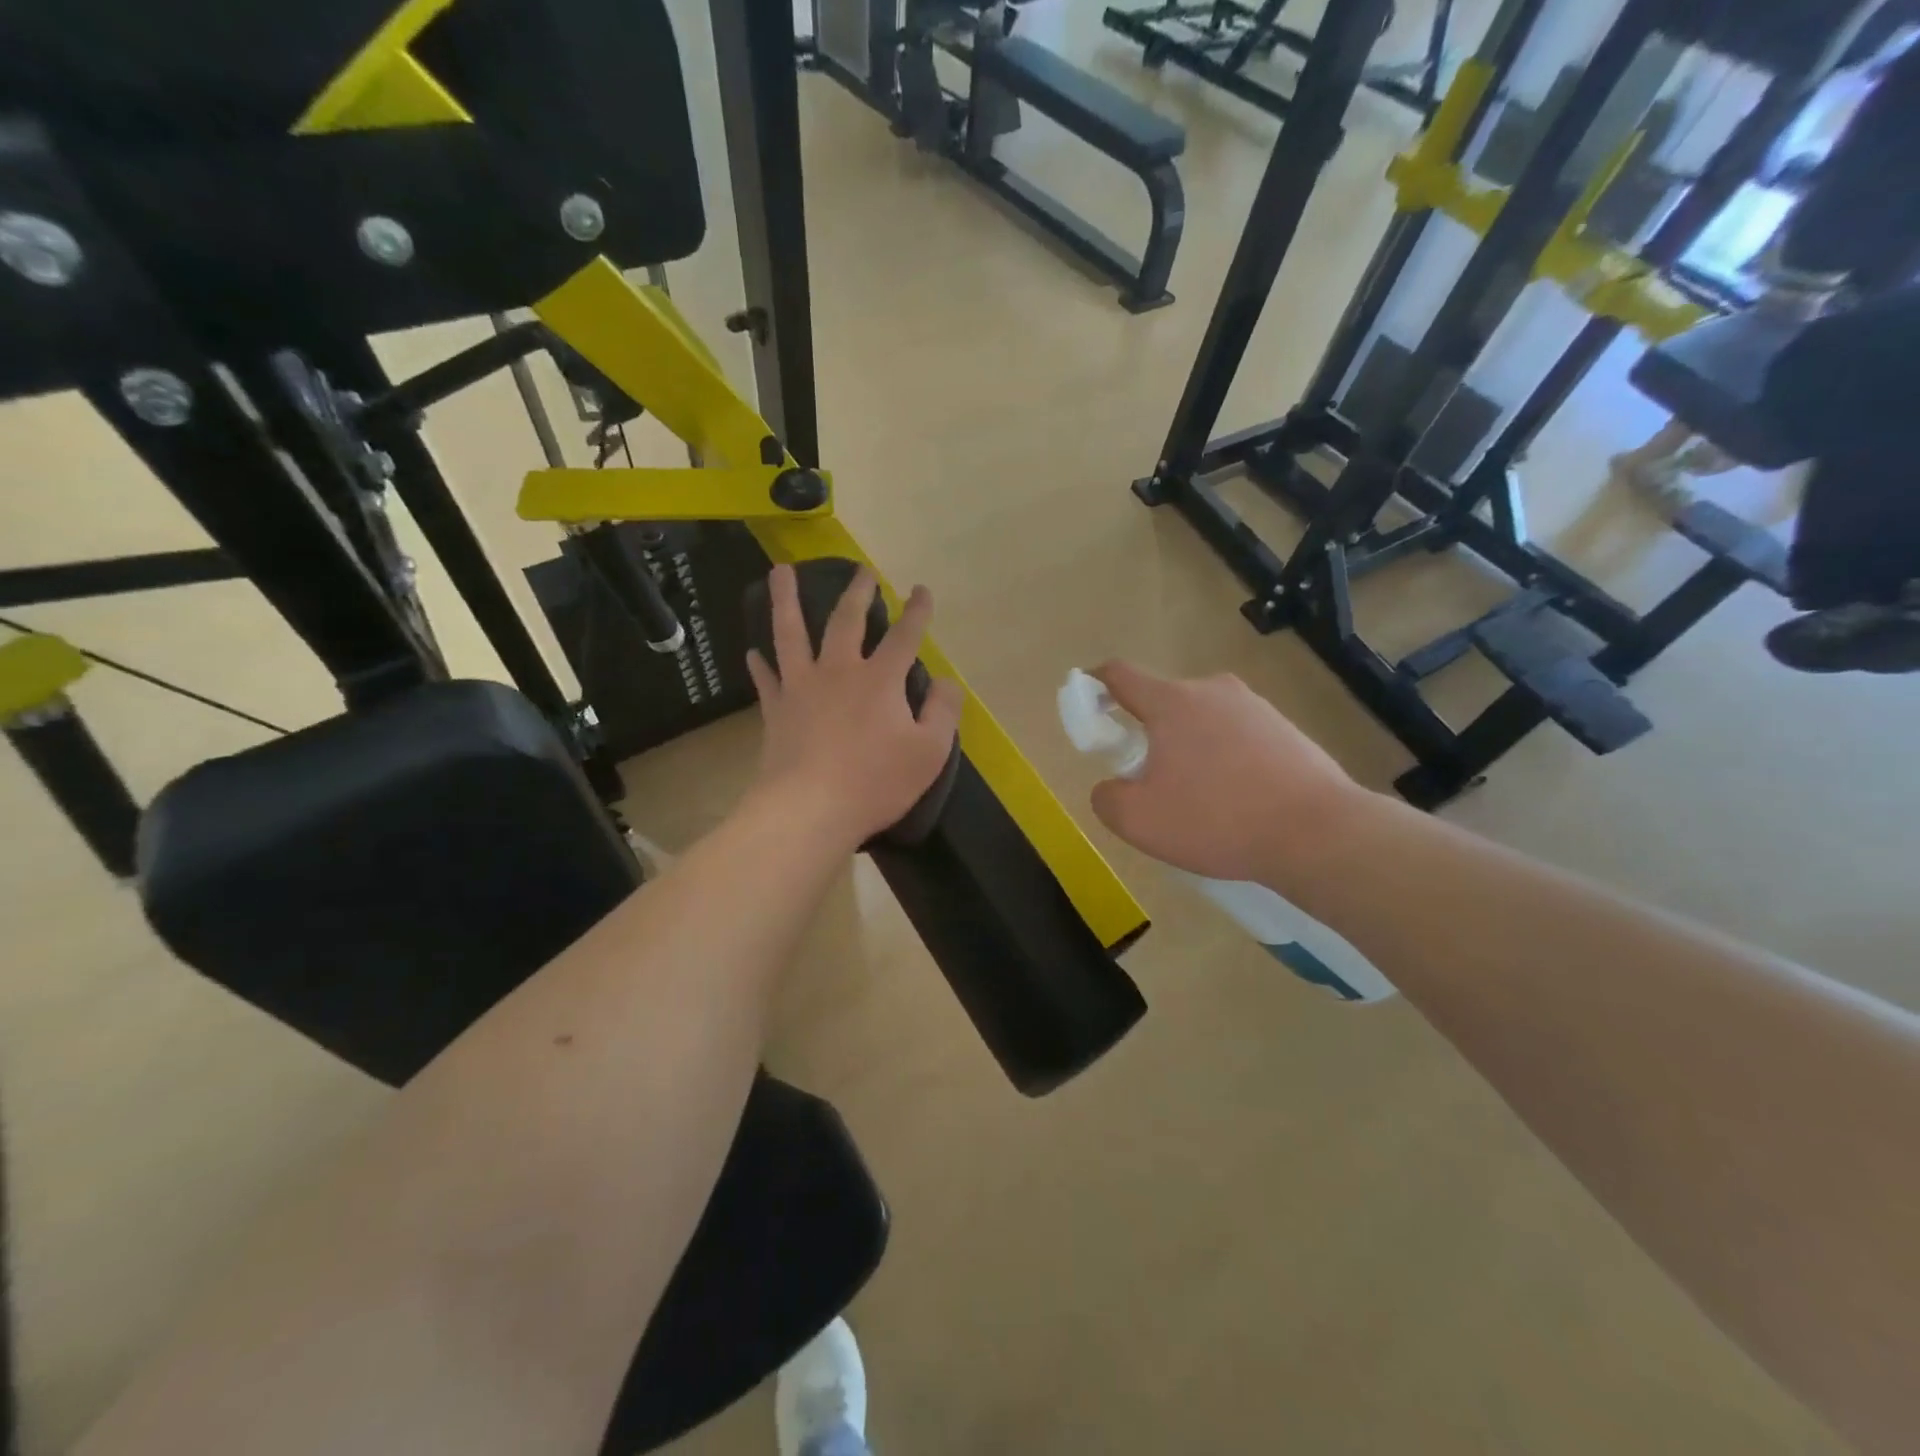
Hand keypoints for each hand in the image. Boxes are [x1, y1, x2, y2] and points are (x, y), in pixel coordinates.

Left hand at [746, 564, 963, 851]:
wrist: (810, 809)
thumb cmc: (876, 782)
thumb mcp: (929, 752)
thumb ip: (942, 711)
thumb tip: (946, 681)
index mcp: (880, 679)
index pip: (904, 635)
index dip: (916, 611)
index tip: (921, 590)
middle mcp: (838, 671)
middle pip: (846, 620)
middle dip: (857, 592)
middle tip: (861, 570)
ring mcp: (801, 687)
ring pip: (791, 632)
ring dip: (786, 599)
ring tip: (780, 572)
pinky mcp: (776, 709)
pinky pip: (766, 678)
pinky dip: (760, 663)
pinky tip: (753, 652)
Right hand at [1088, 662, 1367, 885]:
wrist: (1318, 833)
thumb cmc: (1217, 820)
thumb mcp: (1138, 821)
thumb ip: (1107, 797)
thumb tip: (1112, 786)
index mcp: (1172, 702)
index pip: (1120, 674)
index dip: (1095, 684)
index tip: (1089, 704)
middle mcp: (1213, 691)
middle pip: (1163, 701)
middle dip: (1148, 732)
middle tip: (1150, 780)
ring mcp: (1255, 706)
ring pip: (1202, 720)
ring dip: (1189, 747)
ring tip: (1200, 799)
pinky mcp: (1286, 728)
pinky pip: (1237, 736)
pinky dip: (1225, 758)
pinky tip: (1237, 800)